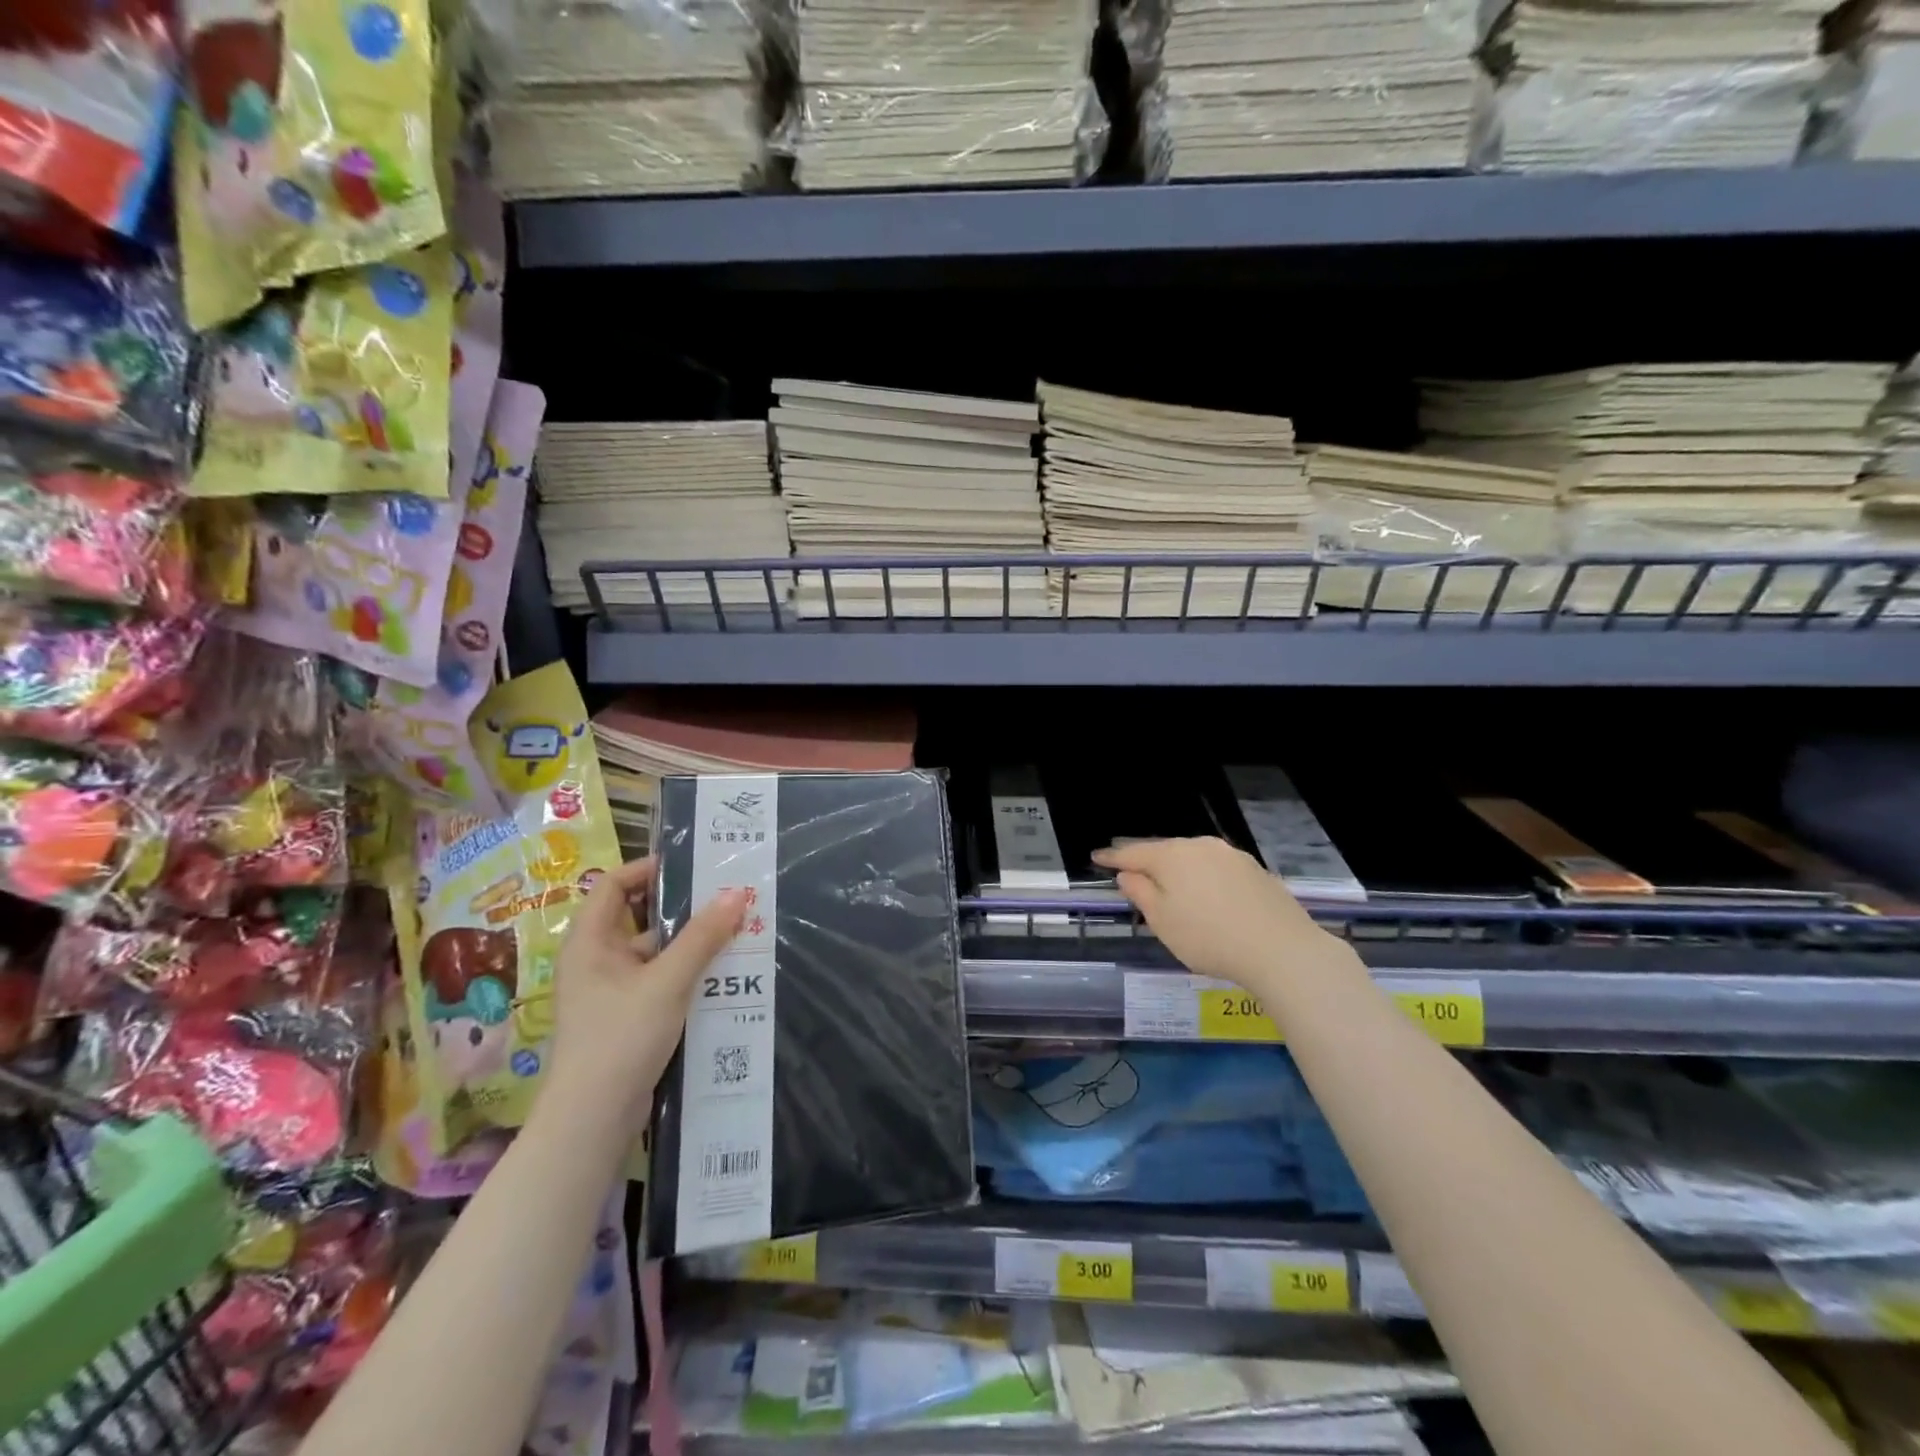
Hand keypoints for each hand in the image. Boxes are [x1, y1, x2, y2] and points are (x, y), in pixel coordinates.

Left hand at [543, 857, 747, 1141]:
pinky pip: (662, 982)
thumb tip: (737, 892)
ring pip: (657, 954)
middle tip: (728, 897)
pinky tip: (725, 976)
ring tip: (738, 933)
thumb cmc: (620, 1037)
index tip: (692, 866)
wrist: (593, 1120)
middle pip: (641, 918)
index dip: (647, 869)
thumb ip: (703, 937)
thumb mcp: (668, 981)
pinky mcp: (629, 1018)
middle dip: (684, 909)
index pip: (613, 885)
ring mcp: (613, 991)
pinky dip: (689, 975)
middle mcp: (597, 961)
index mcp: (591, 942)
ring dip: (692, 945)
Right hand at [1093, 837, 1332, 988]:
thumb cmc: (1208, 937)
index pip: (1133, 853)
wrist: (1282, 950)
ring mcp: (1231, 856)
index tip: (1095, 858)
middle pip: (1164, 851)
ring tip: (1167, 883)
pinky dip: (1202, 877)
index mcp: (1171, 856)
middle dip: (1146, 860)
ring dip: (1177, 868)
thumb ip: (1141, 893)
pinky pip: (1216, 868)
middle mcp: (1200, 846)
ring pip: (1193, 857)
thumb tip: (1128, 874)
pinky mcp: (1255, 870)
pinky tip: (1205, 894)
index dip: (1112, 857)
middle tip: (1130, 870)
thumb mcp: (1162, 921)